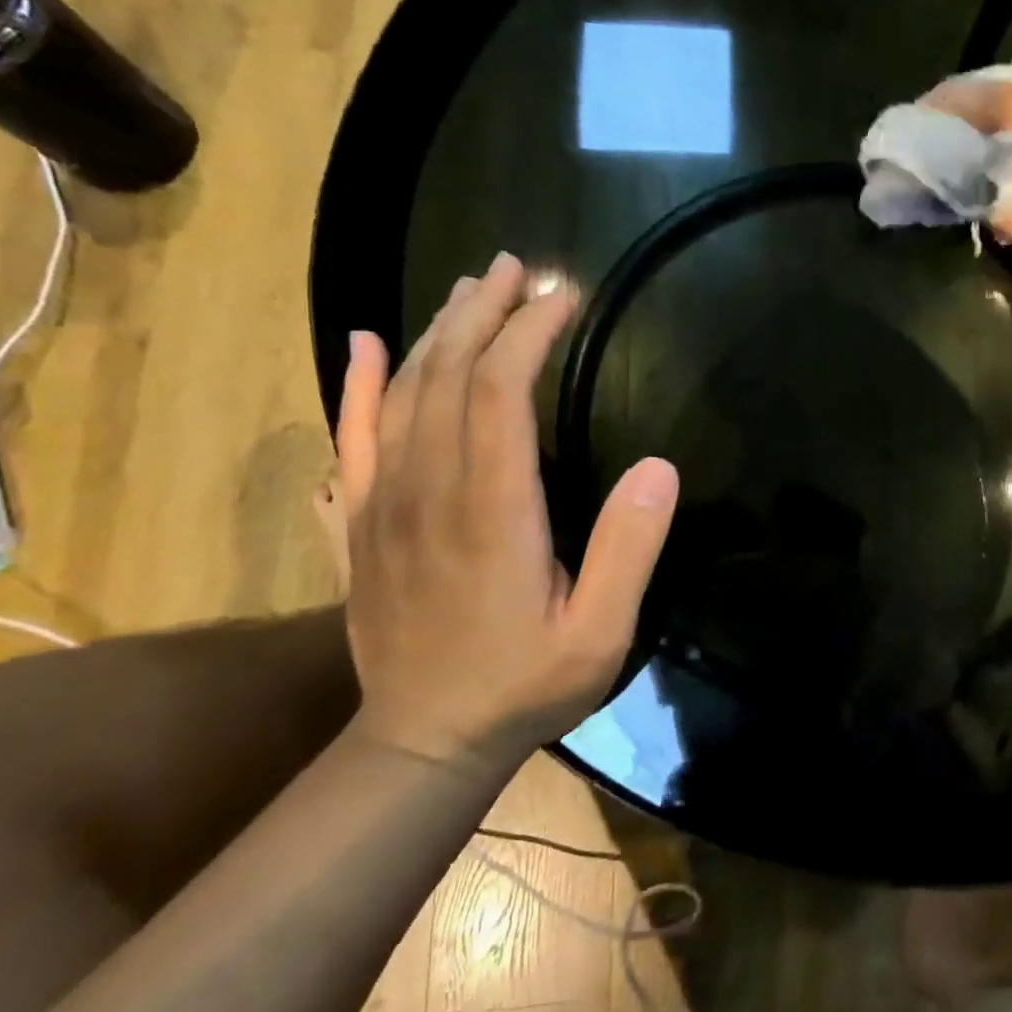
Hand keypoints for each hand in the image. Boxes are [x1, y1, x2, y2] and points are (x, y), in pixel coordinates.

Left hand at [335, 254, 679, 766]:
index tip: (562, 298)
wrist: (423, 742)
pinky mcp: (362, 524)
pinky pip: (352, 439)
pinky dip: (356, 386)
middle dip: (482, 313)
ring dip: (434, 333)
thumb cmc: (524, 685)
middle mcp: (429, 490)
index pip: (500, 392)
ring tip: (467, 289)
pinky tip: (362, 346)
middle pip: (447, 375)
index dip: (528, 333)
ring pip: (401, 395)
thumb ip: (629, 550)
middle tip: (515, 268)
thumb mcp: (600, 633)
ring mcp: (384, 505)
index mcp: (491, 510)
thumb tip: (659, 468)